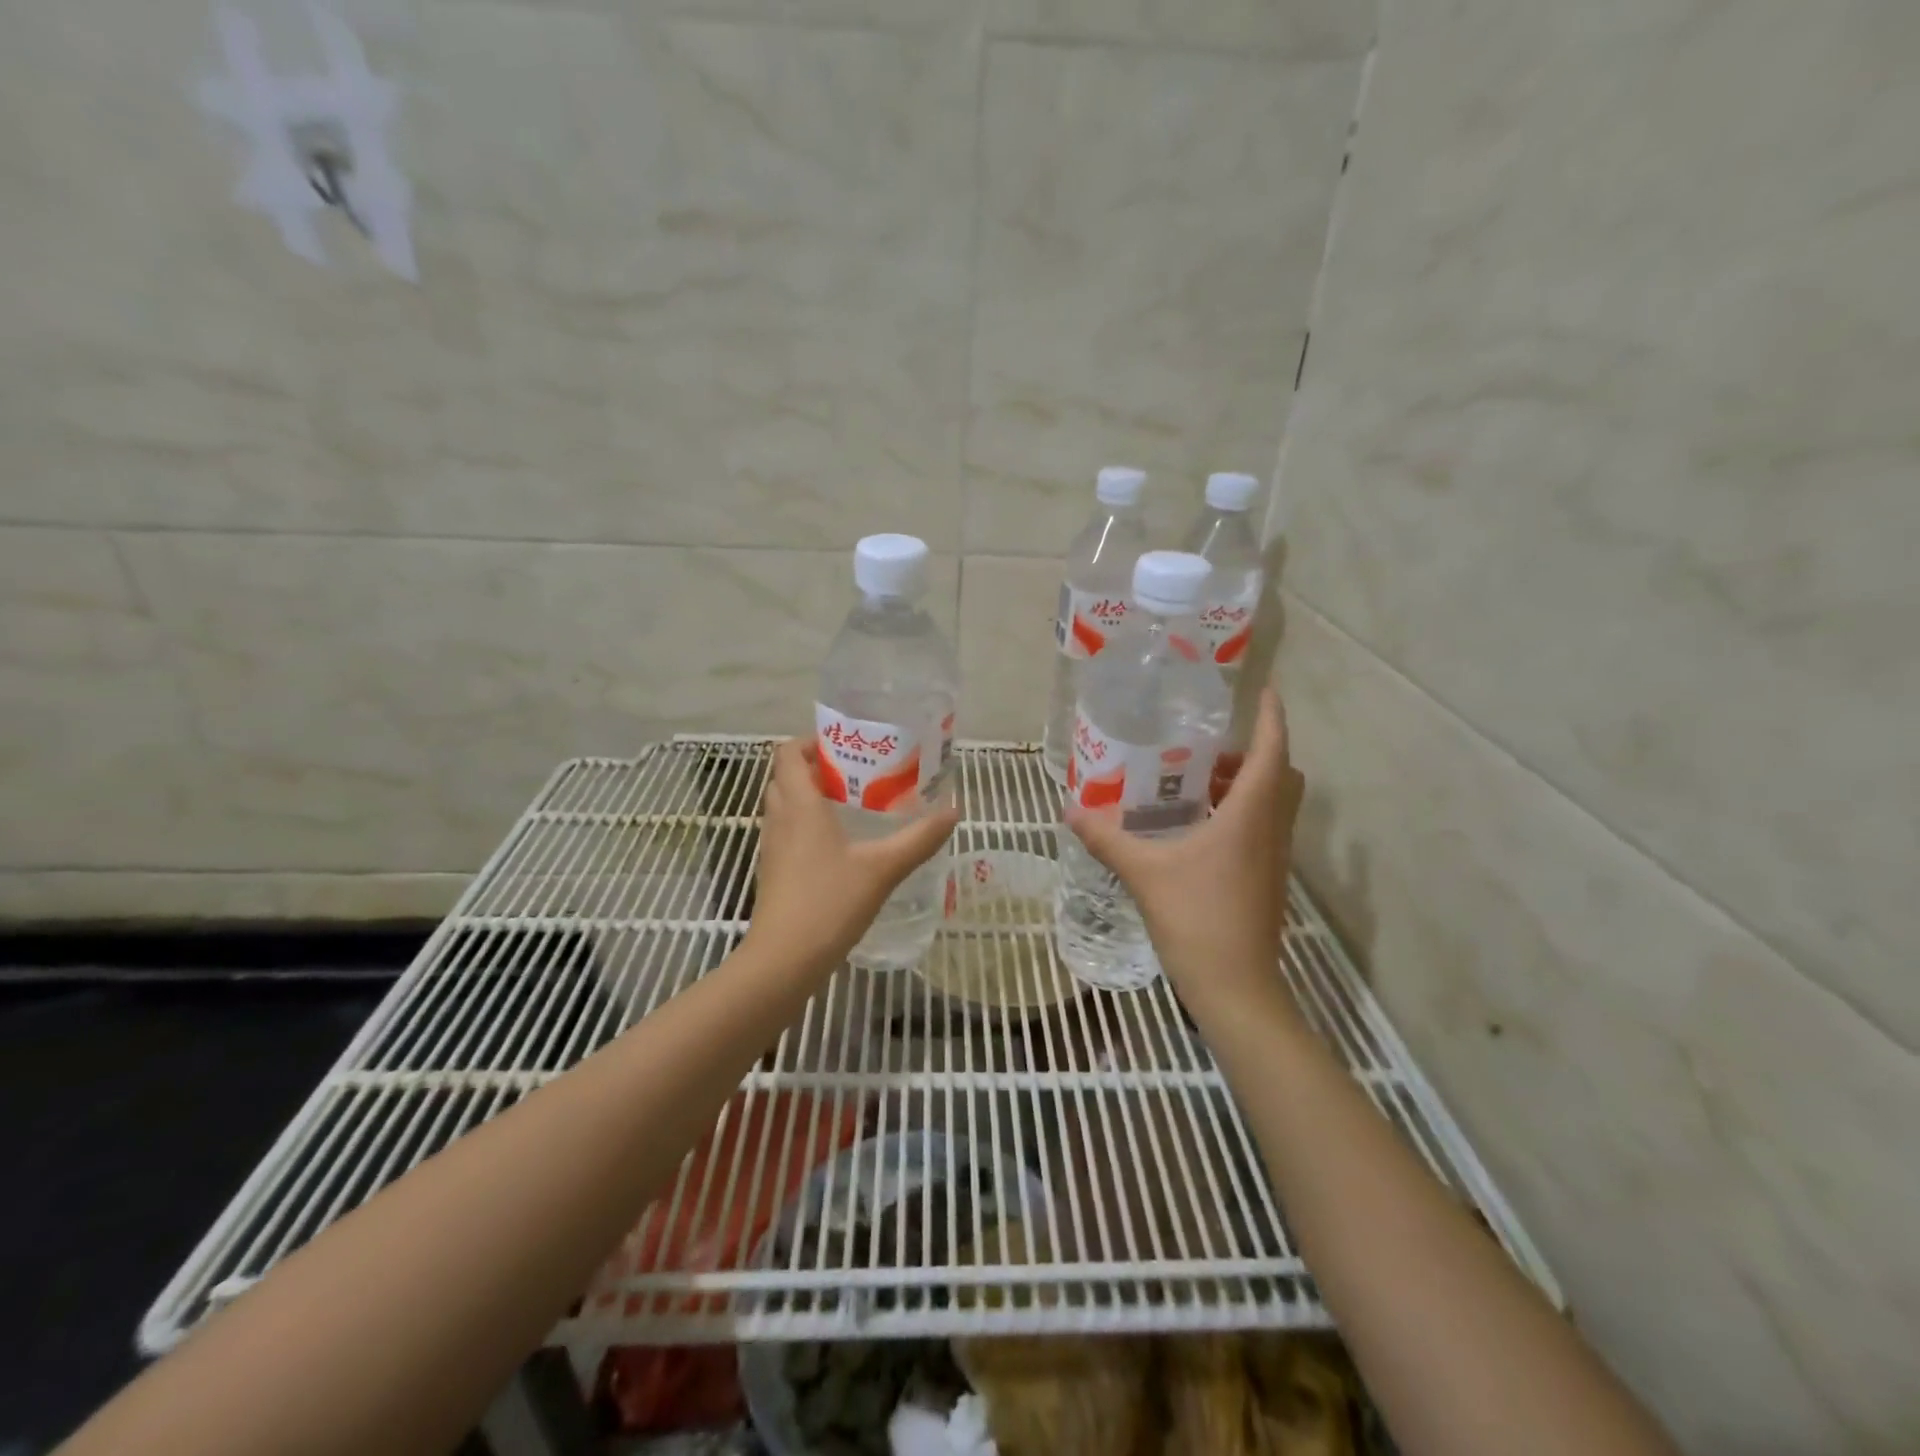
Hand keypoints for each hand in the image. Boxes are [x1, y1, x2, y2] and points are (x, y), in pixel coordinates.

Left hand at [747, 738, 959, 972]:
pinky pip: (786, 833)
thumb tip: (953, 811)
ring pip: (784, 806)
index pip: (788, 753)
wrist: (784, 960)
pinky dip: (806, 827)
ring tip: (852, 807)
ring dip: (810, 798)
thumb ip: (919, 839)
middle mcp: (779, 819)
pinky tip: (840, 847)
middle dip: (816, 769)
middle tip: (856, 775)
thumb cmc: (829, 903)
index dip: (810, 742)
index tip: (844, 747)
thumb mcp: (883, 868)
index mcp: (800, 805)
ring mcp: (771, 847)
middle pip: (786, 777)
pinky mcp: (772, 872)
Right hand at [1063, 687, 1305, 1018]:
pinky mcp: (1267, 879)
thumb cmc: (1197, 920)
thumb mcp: (1144, 873)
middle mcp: (1271, 829)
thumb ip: (1107, 838)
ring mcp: (1274, 857)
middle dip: (1255, 751)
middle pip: (1281, 774)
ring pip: (1273, 803)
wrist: (1236, 988)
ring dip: (1246, 784)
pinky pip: (1262, 828)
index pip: (1273, 751)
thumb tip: (1070, 810)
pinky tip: (1197, 828)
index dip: (1273, 716)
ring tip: (1195, 781)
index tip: (1265, 689)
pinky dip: (1240, 813)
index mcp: (1251, 814)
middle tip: (1210, 746)